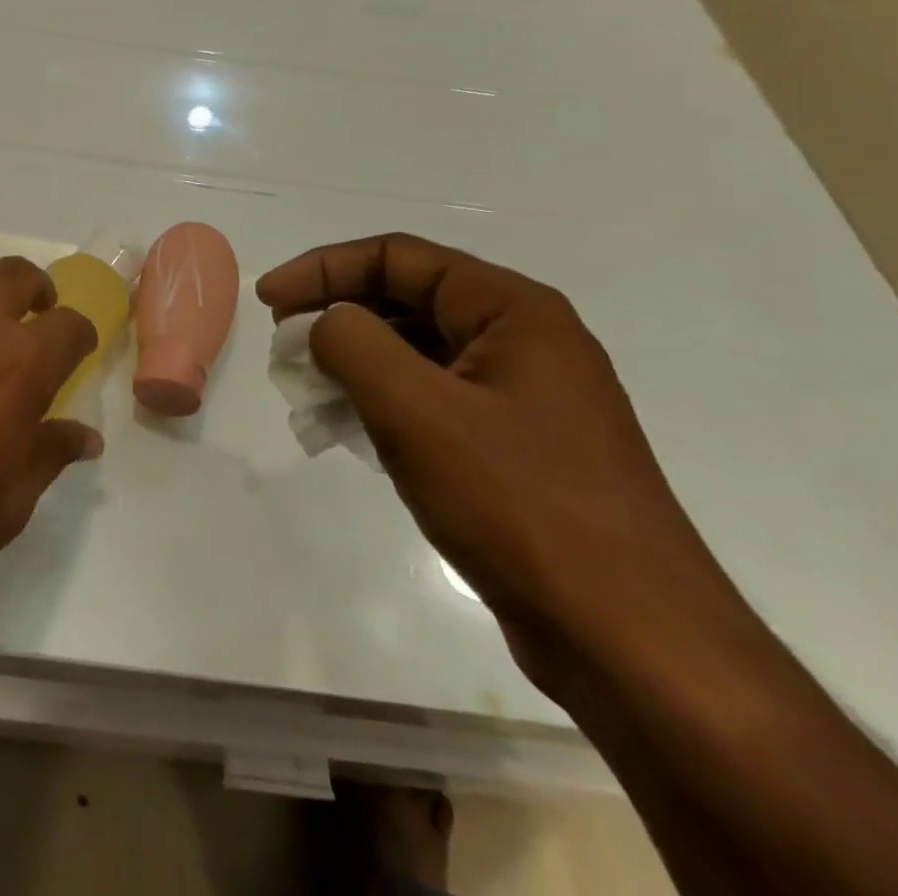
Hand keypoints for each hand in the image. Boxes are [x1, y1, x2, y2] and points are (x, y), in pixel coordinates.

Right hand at [257, 233, 735, 686]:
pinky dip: (381, 403)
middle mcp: (522, 340)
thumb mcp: (418, 411)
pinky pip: (431, 400)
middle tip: (282, 346)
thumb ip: (354, 344)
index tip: (268, 300)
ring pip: (416, 353)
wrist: (630, 640)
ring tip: (306, 394)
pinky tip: (347, 431)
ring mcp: (521, 397)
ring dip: (353, 363)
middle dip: (336, 316)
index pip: (398, 258)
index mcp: (512, 310)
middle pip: (406, 300)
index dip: (323, 269)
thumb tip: (325, 323)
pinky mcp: (514, 447)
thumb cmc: (520, 504)